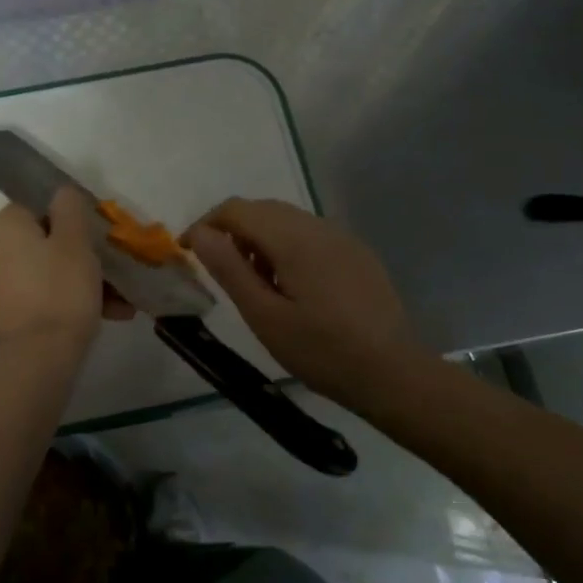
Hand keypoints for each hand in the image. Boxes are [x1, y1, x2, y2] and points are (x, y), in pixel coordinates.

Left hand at [0, 189, 127, 349]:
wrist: (39, 355)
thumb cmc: (61, 288)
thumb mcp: (76, 239)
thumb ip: (70, 207)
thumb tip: (62, 193)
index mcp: (5, 223)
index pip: (40, 207)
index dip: (71, 222)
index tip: (96, 241)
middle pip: (43, 241)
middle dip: (80, 256)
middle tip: (111, 273)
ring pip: (45, 270)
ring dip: (78, 281)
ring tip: (116, 303)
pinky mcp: (1, 311)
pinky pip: (39, 294)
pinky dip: (64, 300)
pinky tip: (101, 316)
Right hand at [184, 199, 414, 407]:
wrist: (393, 373)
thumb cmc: (321, 350)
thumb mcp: (264, 316)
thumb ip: (229, 269)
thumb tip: (200, 234)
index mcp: (293, 238)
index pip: (236, 209)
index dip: (205, 225)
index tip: (189, 253)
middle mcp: (317, 226)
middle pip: (261, 209)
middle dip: (232, 231)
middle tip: (221, 272)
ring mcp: (341, 236)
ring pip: (286, 219)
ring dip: (259, 238)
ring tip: (255, 283)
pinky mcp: (356, 252)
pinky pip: (309, 234)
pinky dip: (286, 246)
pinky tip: (291, 286)